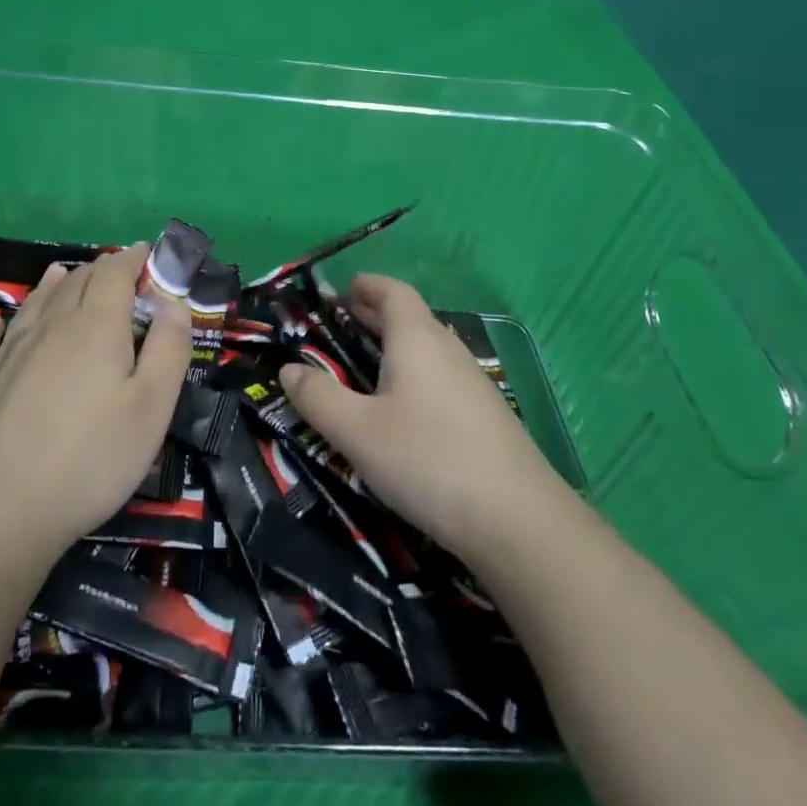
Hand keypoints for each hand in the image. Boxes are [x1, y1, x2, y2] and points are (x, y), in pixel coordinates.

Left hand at [0, 245, 191, 561]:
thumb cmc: (90, 458)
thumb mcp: (152, 407)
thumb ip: (169, 348)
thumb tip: (173, 302)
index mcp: (97, 325)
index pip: (115, 272)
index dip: (132, 259)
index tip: (146, 254)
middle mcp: (50, 325)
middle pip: (76, 281)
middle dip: (100, 270)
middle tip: (116, 273)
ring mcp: (8, 352)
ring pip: (35, 302)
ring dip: (55, 284)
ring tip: (63, 273)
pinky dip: (1, 323)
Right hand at [280, 274, 561, 570]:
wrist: (517, 520)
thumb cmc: (427, 460)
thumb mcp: (357, 431)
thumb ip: (318, 397)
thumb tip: (289, 369)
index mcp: (417, 339)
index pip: (393, 292)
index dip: (368, 285)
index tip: (343, 289)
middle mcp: (447, 349)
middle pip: (411, 317)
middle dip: (376, 315)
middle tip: (343, 322)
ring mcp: (473, 382)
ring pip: (428, 348)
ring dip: (396, 345)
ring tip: (367, 363)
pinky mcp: (486, 414)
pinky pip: (440, 375)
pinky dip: (414, 373)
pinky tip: (404, 406)